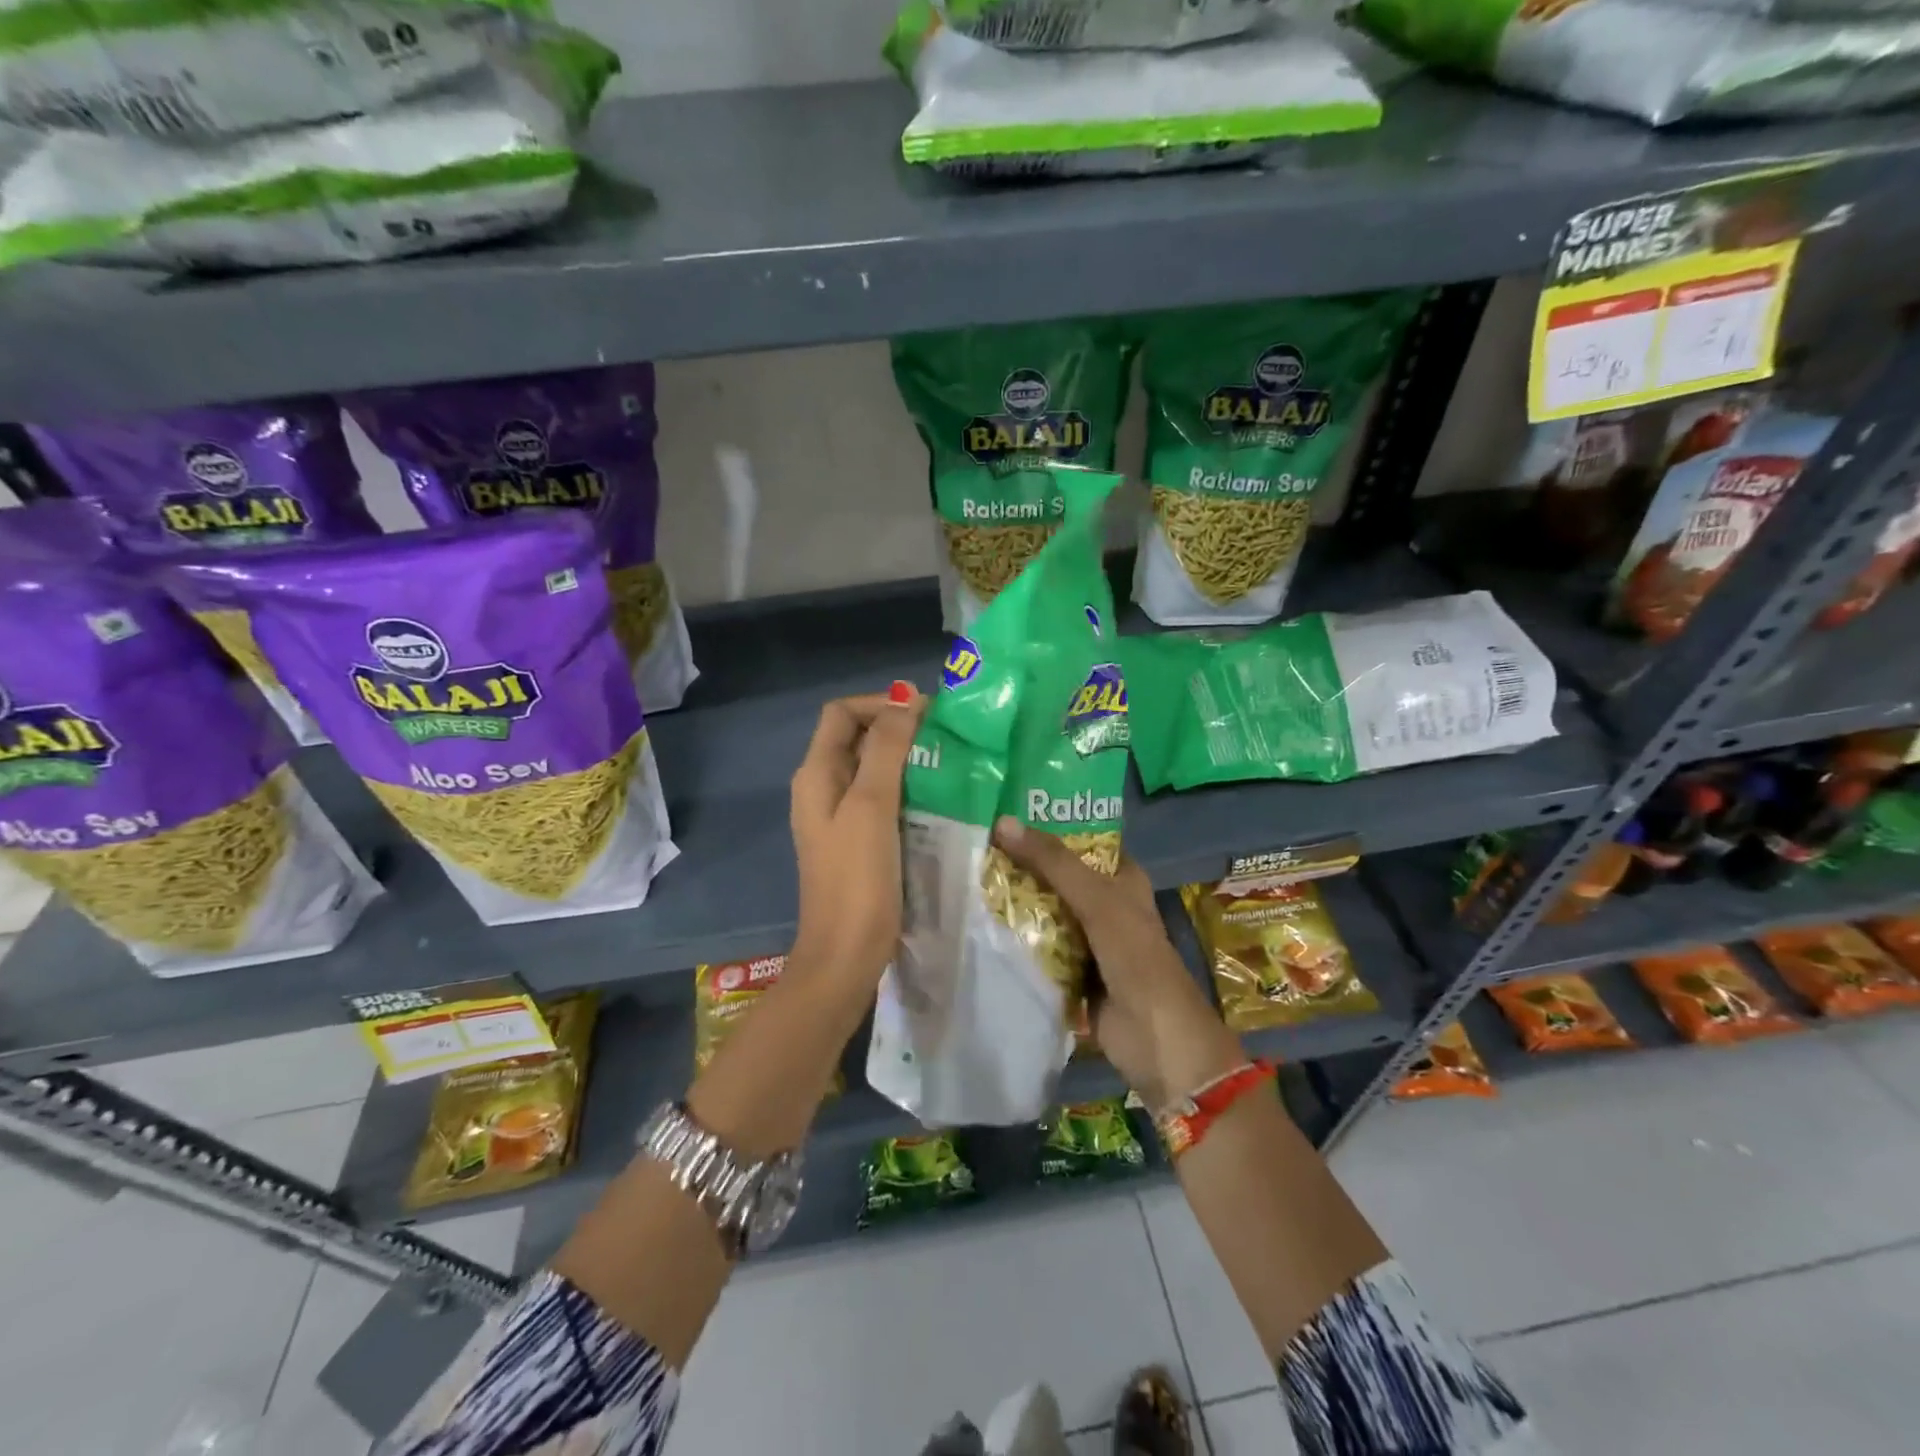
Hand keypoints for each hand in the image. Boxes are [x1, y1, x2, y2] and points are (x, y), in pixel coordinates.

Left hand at [789, 685, 926, 984]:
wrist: (846, 956)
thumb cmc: (857, 879)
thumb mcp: (872, 805)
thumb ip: (887, 749)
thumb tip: (905, 695)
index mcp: (816, 774)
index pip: (843, 713)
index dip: (881, 703)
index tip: (926, 712)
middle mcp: (823, 788)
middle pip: (857, 737)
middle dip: (899, 728)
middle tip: (946, 736)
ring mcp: (840, 816)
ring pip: (873, 768)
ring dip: (907, 758)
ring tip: (949, 762)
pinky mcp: (859, 840)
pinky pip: (882, 798)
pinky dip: (907, 788)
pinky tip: (939, 797)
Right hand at [991, 817, 1242, 1109]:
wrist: (1154, 1036)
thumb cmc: (1134, 956)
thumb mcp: (1096, 899)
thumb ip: (1052, 862)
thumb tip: (1002, 822)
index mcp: (1122, 878)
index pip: (1081, 841)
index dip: (1048, 826)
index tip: (1004, 813)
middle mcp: (1105, 903)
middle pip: (1058, 876)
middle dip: (1023, 864)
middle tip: (976, 845)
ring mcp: (1088, 938)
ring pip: (1046, 910)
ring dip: (1016, 901)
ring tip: (968, 875)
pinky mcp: (1071, 970)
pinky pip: (1039, 945)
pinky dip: (1017, 937)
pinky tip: (981, 921)